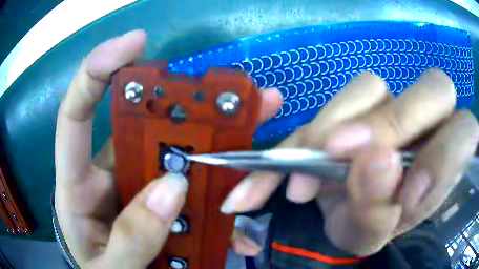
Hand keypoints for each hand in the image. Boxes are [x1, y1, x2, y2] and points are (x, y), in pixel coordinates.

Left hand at [55, 30, 281, 267]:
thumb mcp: (110, 268)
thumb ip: (131, 238)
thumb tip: (172, 188)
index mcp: (77, 187)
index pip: (76, 115)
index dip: (97, 71)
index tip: (134, 43)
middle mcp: (106, 175)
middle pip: (141, 126)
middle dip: (183, 104)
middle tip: (232, 92)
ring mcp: (136, 188)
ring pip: (175, 154)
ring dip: (214, 144)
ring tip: (255, 125)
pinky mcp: (161, 204)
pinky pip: (193, 190)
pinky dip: (220, 196)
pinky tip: (244, 207)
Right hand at [220, 70, 478, 255]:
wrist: (340, 213)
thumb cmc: (364, 226)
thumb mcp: (370, 234)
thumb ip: (379, 210)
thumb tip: (376, 164)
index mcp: (444, 161)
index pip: (464, 135)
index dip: (444, 157)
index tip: (406, 195)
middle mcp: (427, 124)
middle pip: (434, 89)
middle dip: (393, 122)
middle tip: (342, 155)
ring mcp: (393, 106)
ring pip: (374, 86)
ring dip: (337, 124)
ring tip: (308, 172)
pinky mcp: (357, 104)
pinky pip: (338, 98)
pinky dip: (312, 129)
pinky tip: (293, 162)